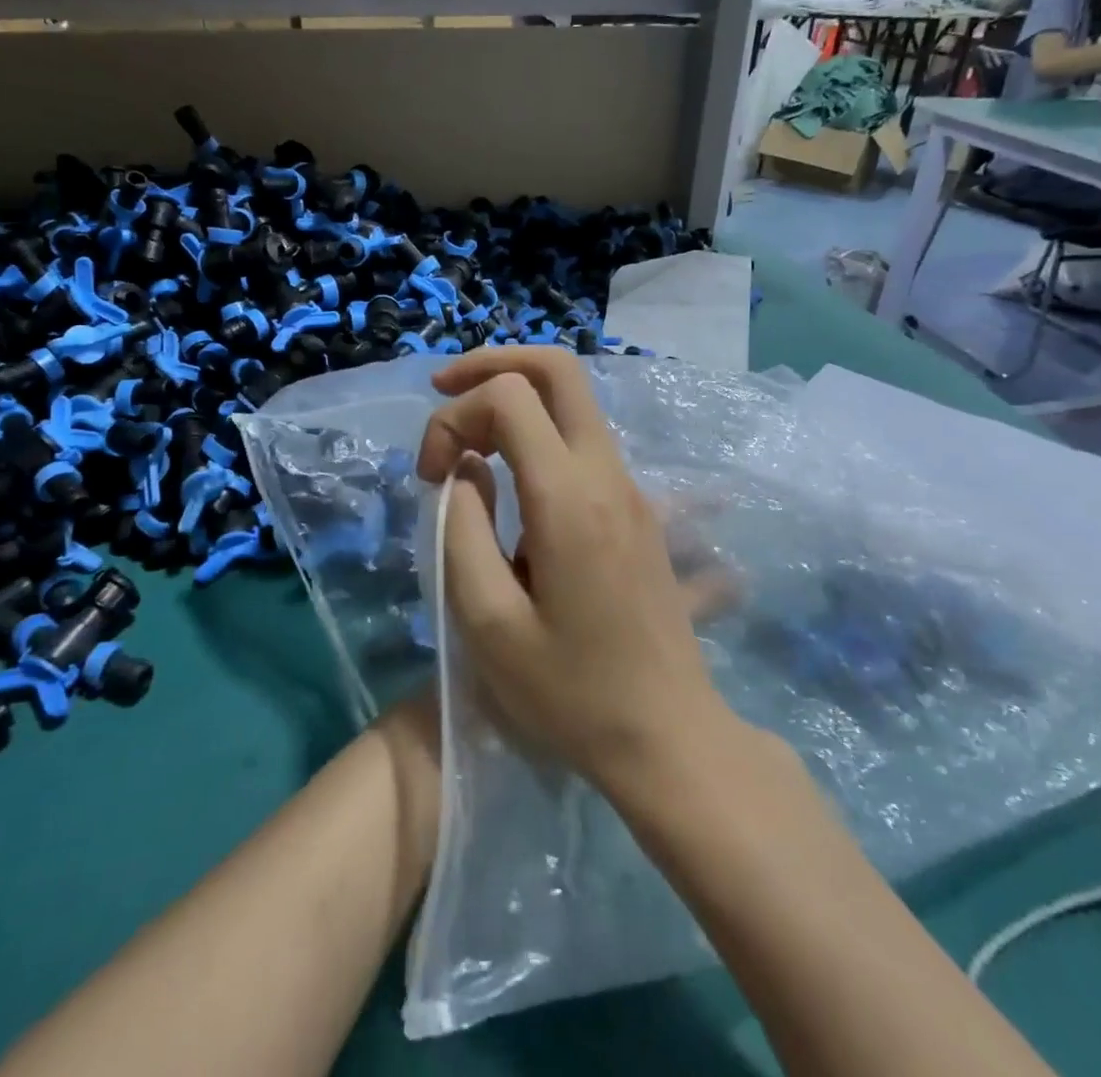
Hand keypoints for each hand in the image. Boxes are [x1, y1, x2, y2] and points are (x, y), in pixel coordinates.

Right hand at [417, 347, 735, 793]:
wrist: (669, 736)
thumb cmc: (570, 693)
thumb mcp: (487, 622)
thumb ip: (461, 529)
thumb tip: (465, 469)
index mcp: (568, 497)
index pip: (509, 397)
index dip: (454, 417)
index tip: (431, 475)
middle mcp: (607, 474)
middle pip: (559, 368)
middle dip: (493, 363)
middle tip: (443, 390)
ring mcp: (631, 488)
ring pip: (574, 400)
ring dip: (516, 398)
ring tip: (467, 439)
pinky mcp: (638, 508)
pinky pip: (584, 440)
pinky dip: (539, 430)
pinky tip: (508, 472)